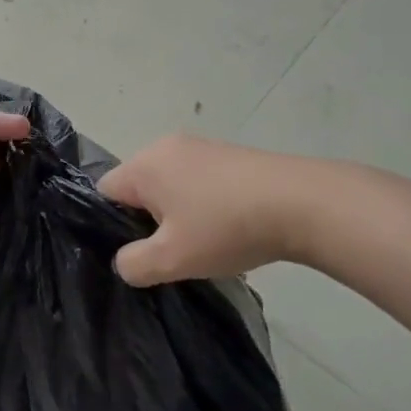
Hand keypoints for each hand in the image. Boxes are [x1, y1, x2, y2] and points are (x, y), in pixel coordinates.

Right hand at [97, 135, 333, 286]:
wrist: (305, 204)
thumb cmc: (226, 227)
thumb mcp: (171, 259)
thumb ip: (133, 264)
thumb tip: (125, 262)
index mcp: (144, 164)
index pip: (104, 192)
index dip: (112, 226)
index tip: (137, 251)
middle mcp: (166, 146)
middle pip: (138, 188)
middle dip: (147, 221)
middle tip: (169, 252)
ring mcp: (202, 147)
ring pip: (170, 186)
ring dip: (178, 215)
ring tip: (202, 244)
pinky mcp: (231, 156)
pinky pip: (198, 182)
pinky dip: (203, 206)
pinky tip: (227, 229)